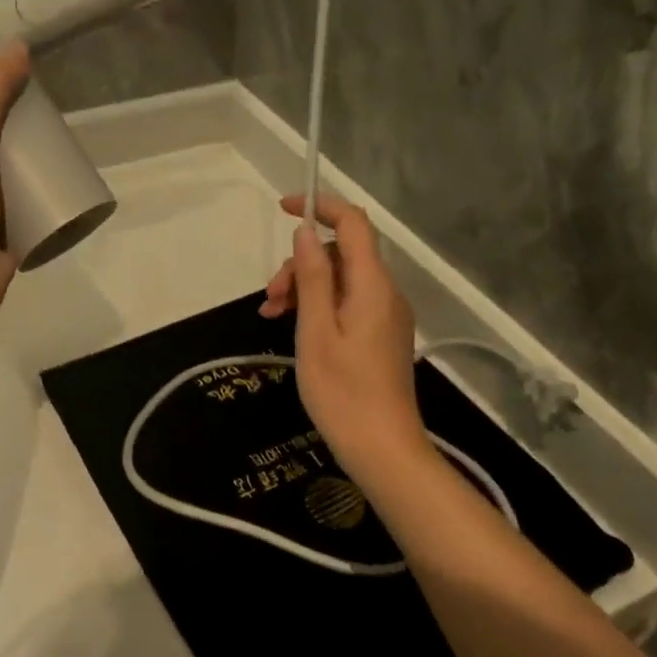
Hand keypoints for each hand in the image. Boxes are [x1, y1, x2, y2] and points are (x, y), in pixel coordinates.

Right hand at [259, 195, 427, 482]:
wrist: (383, 450)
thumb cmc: (343, 391)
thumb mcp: (316, 331)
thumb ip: (313, 277)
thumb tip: (305, 231)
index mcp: (372, 285)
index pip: (353, 223)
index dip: (320, 207)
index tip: (282, 209)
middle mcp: (385, 292)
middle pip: (342, 253)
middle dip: (302, 263)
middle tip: (270, 297)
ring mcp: (385, 315)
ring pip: (341, 279)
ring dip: (305, 287)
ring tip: (271, 314)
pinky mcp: (381, 335)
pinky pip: (347, 302)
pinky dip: (318, 306)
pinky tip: (291, 326)